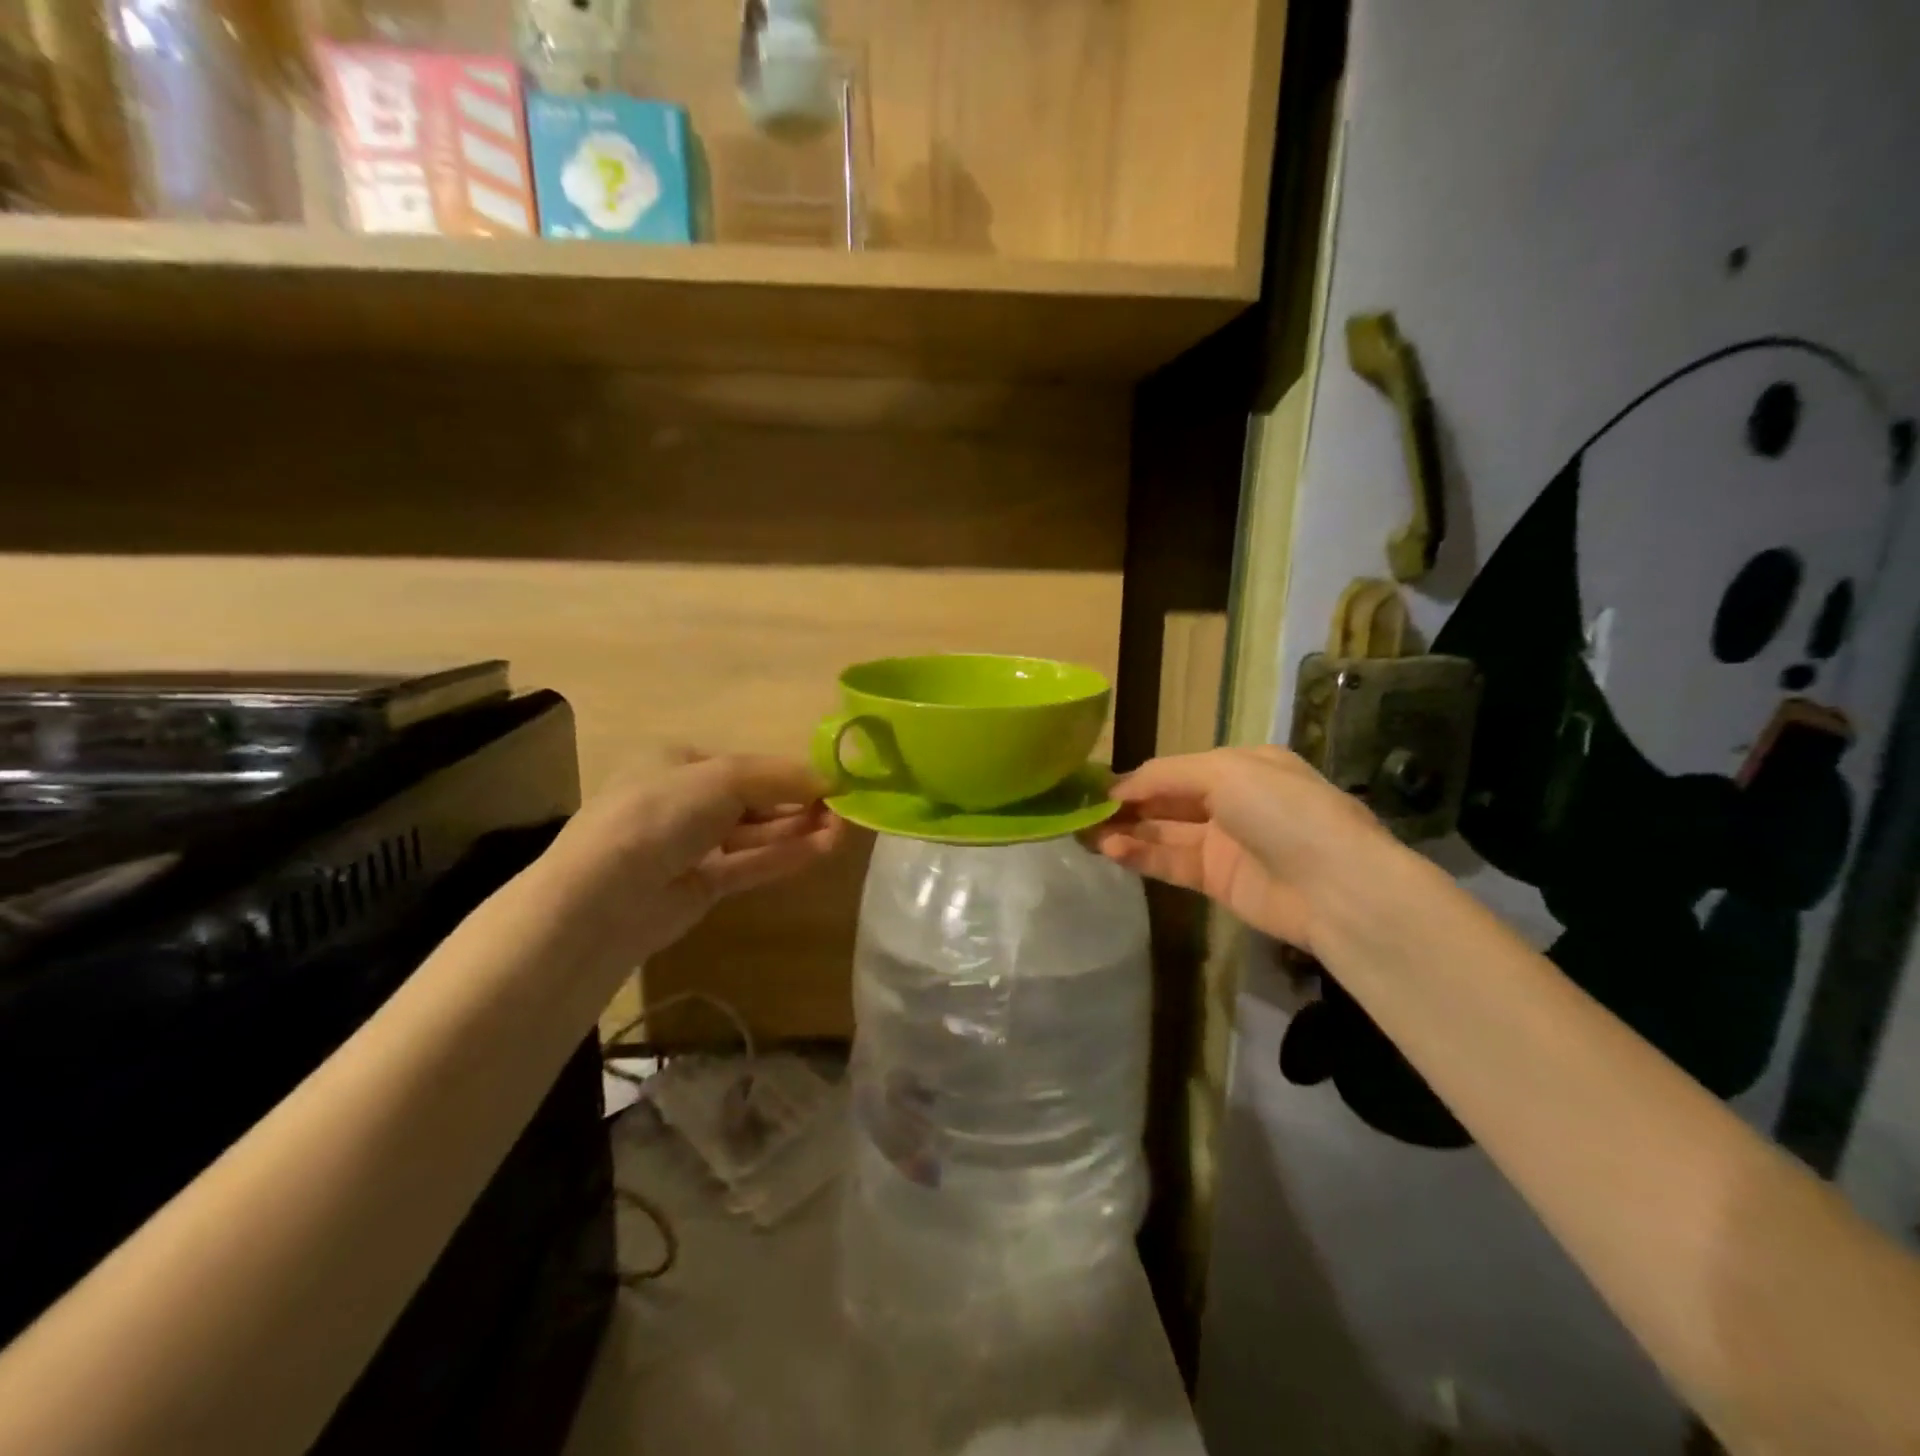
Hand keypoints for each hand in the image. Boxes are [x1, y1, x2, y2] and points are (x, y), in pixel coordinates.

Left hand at [548, 753, 843, 960]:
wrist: (602, 896)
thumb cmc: (659, 814)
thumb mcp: (722, 778)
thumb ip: (779, 777)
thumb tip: (831, 779)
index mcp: (677, 762)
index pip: (745, 765)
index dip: (788, 772)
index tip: (831, 781)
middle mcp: (683, 801)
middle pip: (754, 799)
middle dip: (798, 802)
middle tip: (844, 810)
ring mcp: (691, 845)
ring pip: (755, 834)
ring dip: (798, 830)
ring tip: (843, 831)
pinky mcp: (701, 885)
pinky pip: (750, 864)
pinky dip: (784, 856)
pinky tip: (823, 850)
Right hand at [1088, 746, 1399, 956]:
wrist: (1336, 886)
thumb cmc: (1282, 811)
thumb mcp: (1226, 772)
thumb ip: (1166, 775)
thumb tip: (1119, 788)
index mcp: (1241, 765)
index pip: (1175, 769)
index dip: (1136, 777)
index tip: (1094, 787)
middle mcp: (1231, 801)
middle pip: (1166, 801)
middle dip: (1125, 805)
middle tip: (1080, 813)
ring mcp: (1224, 843)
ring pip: (1163, 834)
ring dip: (1126, 832)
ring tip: (1085, 835)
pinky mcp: (1218, 882)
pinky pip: (1171, 863)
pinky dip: (1141, 856)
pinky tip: (1111, 851)